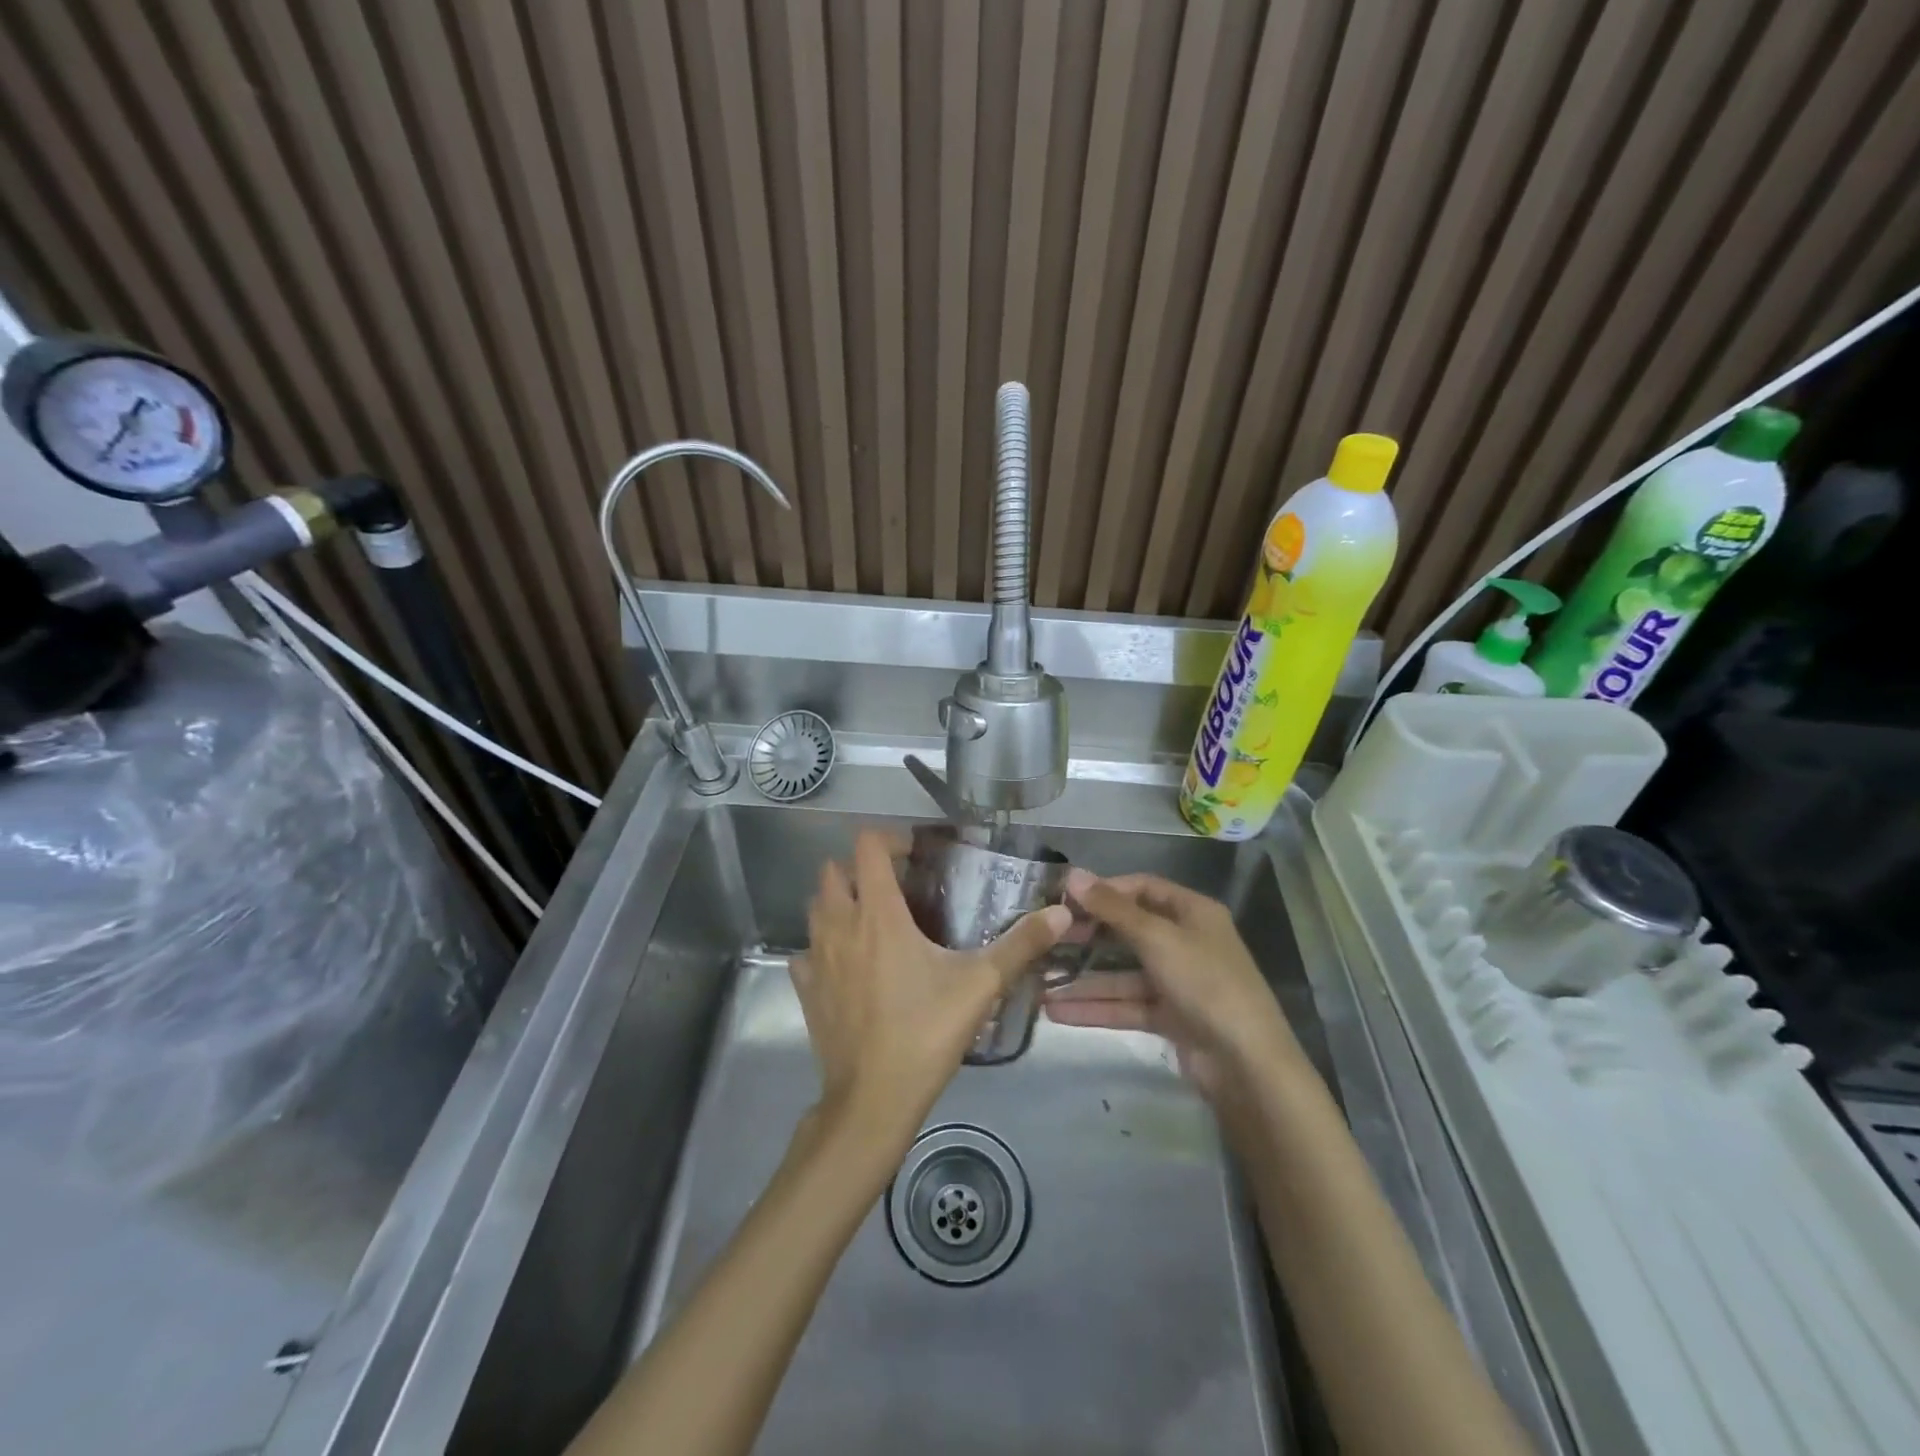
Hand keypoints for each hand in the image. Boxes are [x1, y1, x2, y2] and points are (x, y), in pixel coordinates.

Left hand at [795, 830, 1070, 1148]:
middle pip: (833, 871)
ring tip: (873, 920)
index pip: (868, 847)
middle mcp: (839, 925)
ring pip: (815, 907)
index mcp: (878, 914)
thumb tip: (1061, 912)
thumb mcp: (980, 985)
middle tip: (896, 887)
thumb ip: (1021, 944)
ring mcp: (815, 957)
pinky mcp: (804, 988)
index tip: (917, 856)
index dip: (891, 840)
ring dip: (839, 901)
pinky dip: (823, 946)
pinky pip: (805, 950)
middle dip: (861, 869)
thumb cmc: (925, 1032)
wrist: (872, 1099)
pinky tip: (848, 964)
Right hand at [1046, 870, 1303, 1110]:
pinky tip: (1057, 1011)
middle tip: (1047, 940)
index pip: (1143, 888)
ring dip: (1085, 979)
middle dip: (1088, 936)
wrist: (1246, 1064)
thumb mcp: (1158, 939)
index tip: (1065, 899)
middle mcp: (1185, 942)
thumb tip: (1073, 875)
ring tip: (1040, 982)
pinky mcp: (1169, 1017)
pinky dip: (1096, 1007)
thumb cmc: (1206, 984)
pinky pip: (1126, 1005)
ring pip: (1122, 973)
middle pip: (1129, 930)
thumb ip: (1113, 909)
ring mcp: (1177, 982)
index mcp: (1192, 913)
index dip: (1105, 891)